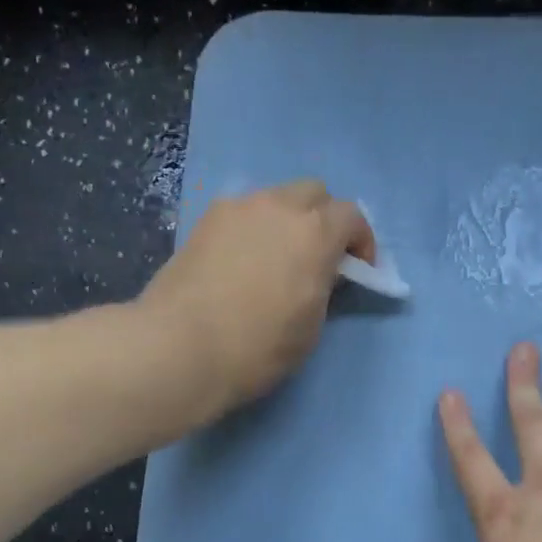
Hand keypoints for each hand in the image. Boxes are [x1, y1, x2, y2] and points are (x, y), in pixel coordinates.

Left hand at [142, 181, 375, 417]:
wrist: (180, 347)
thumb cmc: (257, 347)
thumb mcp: (311, 327)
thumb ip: (324, 287)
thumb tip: (319, 272)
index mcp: (314, 232)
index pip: (352, 216)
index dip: (361, 242)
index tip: (358, 271)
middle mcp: (277, 206)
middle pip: (314, 193)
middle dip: (325, 219)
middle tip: (319, 257)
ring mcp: (236, 208)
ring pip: (274, 199)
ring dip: (287, 220)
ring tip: (278, 259)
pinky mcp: (204, 221)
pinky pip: (242, 213)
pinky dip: (254, 228)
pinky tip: (243, 262)